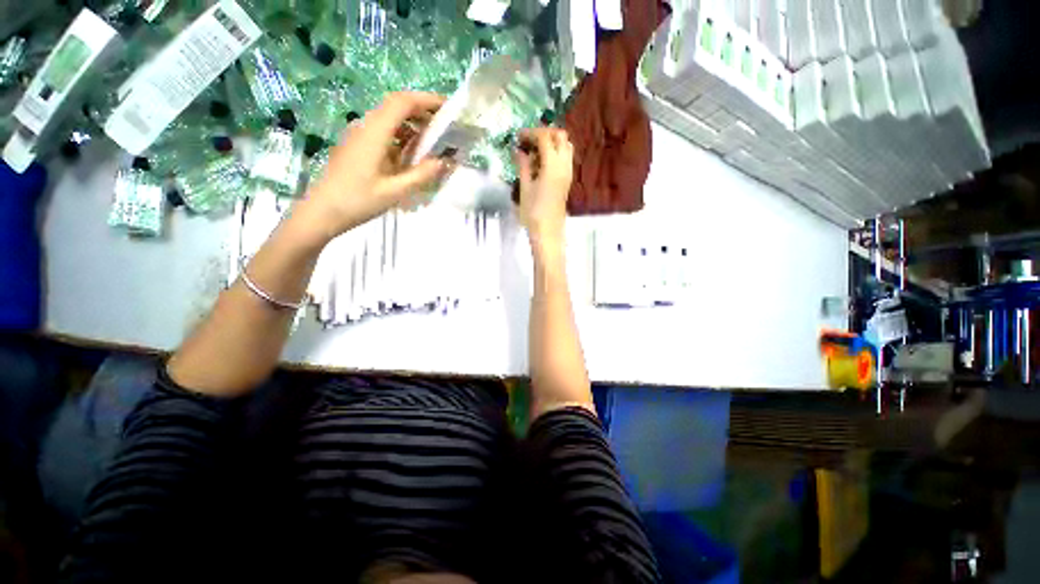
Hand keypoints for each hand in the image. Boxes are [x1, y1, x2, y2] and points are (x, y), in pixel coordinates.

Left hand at [296, 92, 451, 243]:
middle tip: (445, 127)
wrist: (323, 211)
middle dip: (422, 111)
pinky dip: (403, 137)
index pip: (402, 103)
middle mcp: (366, 127)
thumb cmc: (358, 201)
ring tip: (434, 141)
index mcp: (374, 133)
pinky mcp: (358, 146)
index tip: (448, 108)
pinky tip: (413, 154)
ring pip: (390, 119)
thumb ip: (421, 175)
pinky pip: (384, 133)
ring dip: (413, 124)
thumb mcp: (394, 191)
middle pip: (396, 107)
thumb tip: (444, 162)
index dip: (426, 100)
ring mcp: (360, 136)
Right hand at [514, 128, 573, 252]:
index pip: (545, 137)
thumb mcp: (525, 187)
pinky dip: (556, 152)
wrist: (548, 231)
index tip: (518, 137)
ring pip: (566, 146)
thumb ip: (523, 165)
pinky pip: (566, 157)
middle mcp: (564, 165)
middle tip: (528, 141)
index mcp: (552, 166)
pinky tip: (542, 163)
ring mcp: (568, 172)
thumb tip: (518, 150)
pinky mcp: (568, 179)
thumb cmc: (533, 212)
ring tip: (535, 151)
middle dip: (544, 133)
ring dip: (552, 142)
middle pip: (560, 136)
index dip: (530, 133)